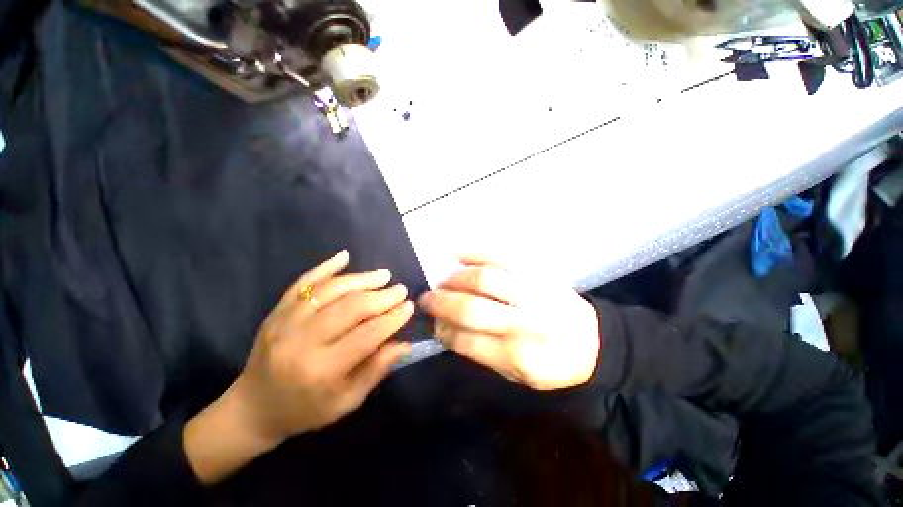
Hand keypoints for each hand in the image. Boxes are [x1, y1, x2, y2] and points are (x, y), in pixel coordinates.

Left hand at [185, 250, 412, 483]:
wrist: (253, 408)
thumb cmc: (305, 410)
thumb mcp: (347, 401)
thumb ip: (377, 370)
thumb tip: (404, 342)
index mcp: (322, 370)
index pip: (367, 335)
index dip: (392, 318)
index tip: (409, 307)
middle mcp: (303, 342)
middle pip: (351, 308)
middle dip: (381, 296)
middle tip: (400, 289)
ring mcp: (285, 323)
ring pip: (331, 291)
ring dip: (361, 279)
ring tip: (383, 275)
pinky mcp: (276, 312)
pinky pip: (303, 283)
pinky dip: (325, 268)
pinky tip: (344, 256)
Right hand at [418, 255, 599, 390]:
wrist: (591, 341)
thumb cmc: (551, 365)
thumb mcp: (516, 376)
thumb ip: (480, 352)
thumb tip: (446, 326)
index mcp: (519, 358)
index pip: (467, 340)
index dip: (443, 329)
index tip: (432, 321)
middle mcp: (525, 324)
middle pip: (472, 308)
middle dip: (441, 302)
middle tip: (427, 298)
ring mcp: (533, 293)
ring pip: (485, 279)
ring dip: (455, 279)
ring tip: (443, 280)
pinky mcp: (538, 272)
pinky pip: (502, 256)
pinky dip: (474, 253)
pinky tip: (456, 253)